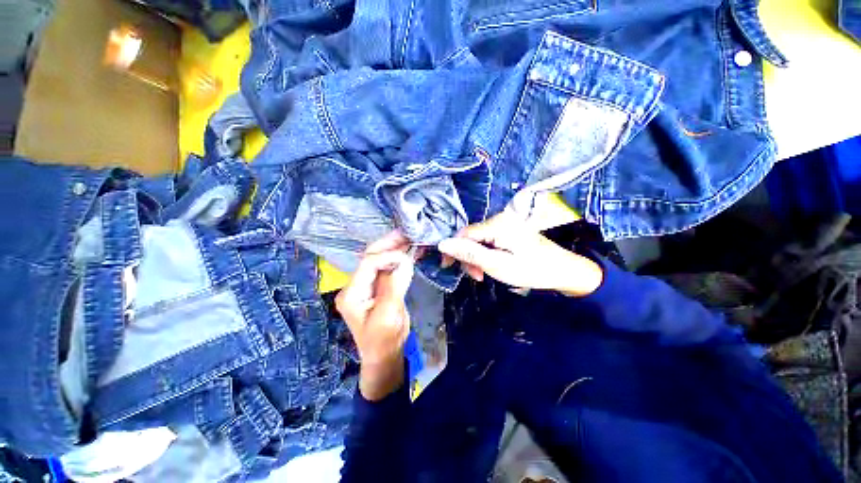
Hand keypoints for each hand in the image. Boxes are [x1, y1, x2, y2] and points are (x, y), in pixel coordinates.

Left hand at [335, 232, 414, 399]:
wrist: (384, 355)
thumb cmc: (384, 340)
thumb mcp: (389, 315)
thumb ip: (395, 285)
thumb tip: (405, 260)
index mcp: (352, 293)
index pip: (368, 264)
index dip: (387, 256)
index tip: (407, 256)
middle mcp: (355, 286)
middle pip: (370, 257)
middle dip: (388, 245)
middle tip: (406, 234)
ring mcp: (366, 285)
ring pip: (379, 260)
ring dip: (393, 249)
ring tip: (408, 238)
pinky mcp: (376, 287)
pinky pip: (386, 268)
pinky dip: (397, 259)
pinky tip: (407, 252)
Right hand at [437, 211, 602, 296]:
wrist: (563, 270)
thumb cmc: (530, 270)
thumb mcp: (496, 265)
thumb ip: (469, 253)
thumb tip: (443, 244)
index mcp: (496, 224)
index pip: (463, 233)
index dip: (452, 249)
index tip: (447, 266)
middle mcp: (499, 219)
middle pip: (471, 237)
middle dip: (468, 256)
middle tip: (476, 276)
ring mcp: (505, 224)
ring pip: (478, 240)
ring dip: (477, 257)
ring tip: (484, 274)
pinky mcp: (509, 230)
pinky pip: (488, 241)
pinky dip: (486, 254)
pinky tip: (491, 265)